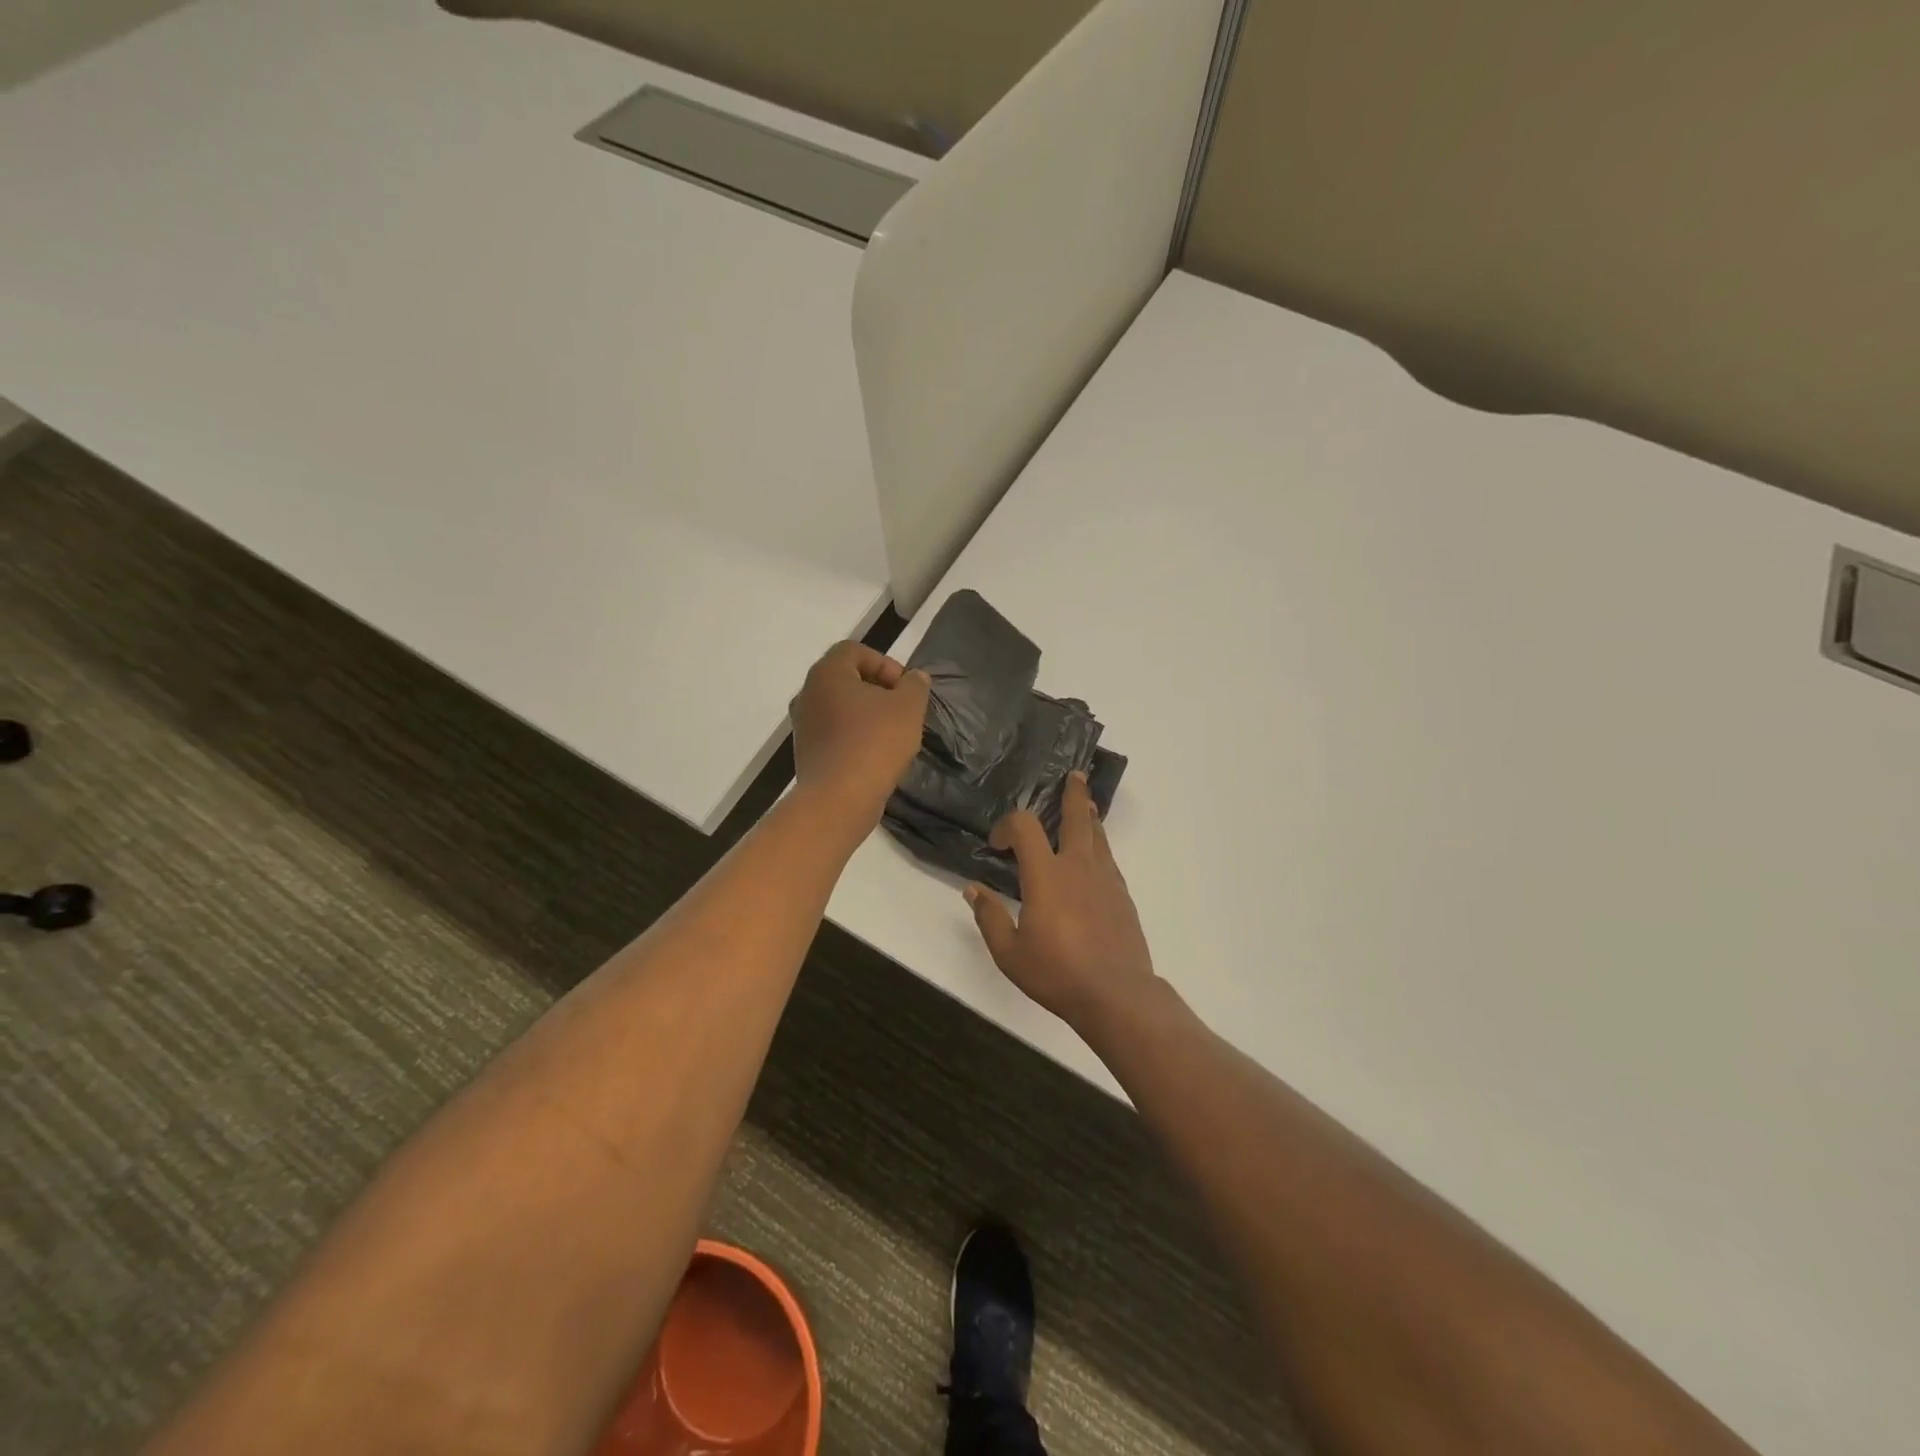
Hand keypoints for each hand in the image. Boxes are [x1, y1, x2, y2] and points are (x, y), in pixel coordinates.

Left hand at [791, 642, 929, 820]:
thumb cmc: (875, 743)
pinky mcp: (806, 753)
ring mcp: (803, 725)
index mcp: (827, 673)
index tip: (904, 688)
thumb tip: (914, 678)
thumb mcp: (908, 707)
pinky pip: (835, 734)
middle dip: (878, 690)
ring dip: (867, 715)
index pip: (854, 651)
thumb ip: (915, 685)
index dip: (885, 663)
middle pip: (846, 679)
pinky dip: (855, 737)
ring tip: (893, 735)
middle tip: (902, 710)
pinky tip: (876, 756)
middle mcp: (807, 694)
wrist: (839, 799)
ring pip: (841, 708)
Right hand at [965, 772, 1156, 1029]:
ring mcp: (1105, 879)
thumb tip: (972, 890)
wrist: (1116, 994)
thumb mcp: (1009, 952)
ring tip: (1086, 803)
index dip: (1007, 826)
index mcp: (1046, 875)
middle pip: (1077, 817)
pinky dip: (1100, 846)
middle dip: (1073, 794)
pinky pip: (1108, 858)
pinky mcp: (1122, 895)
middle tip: (1073, 776)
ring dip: (1089, 816)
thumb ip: (990, 917)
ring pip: (1098, 835)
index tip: (997, 844)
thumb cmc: (1057, 973)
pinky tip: (1095, 854)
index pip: (1025, 827)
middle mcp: (1077, 867)